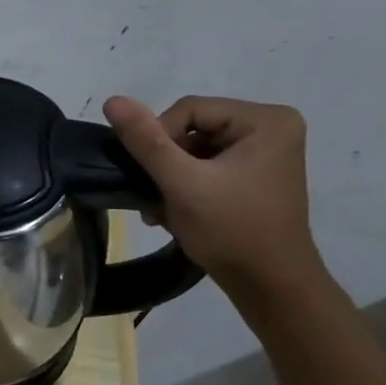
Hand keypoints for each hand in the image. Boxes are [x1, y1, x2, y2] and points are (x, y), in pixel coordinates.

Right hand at [102, 95, 323, 293]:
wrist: (269, 285)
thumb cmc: (230, 230)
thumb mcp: (181, 183)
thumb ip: (146, 141)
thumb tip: (113, 99)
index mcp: (267, 120)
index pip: (189, 109)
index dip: (160, 139)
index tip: (154, 177)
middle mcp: (273, 127)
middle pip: (193, 128)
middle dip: (167, 161)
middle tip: (156, 195)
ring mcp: (266, 152)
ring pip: (195, 148)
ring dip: (171, 176)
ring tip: (162, 207)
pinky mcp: (256, 174)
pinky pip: (208, 165)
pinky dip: (186, 184)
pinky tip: (175, 209)